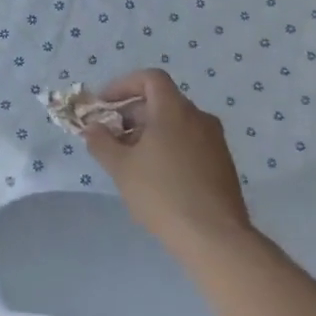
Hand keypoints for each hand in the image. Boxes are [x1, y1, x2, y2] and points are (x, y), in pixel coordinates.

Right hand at [83, 69, 251, 255]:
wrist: (214, 237)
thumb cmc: (162, 194)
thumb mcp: (121, 168)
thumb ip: (101, 142)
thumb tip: (92, 128)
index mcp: (174, 110)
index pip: (150, 78)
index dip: (123, 85)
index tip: (104, 105)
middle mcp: (199, 117)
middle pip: (162, 101)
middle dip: (132, 113)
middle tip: (111, 137)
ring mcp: (215, 141)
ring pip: (176, 124)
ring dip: (150, 132)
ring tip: (131, 160)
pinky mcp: (223, 163)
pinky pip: (190, 142)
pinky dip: (169, 147)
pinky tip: (156, 177)